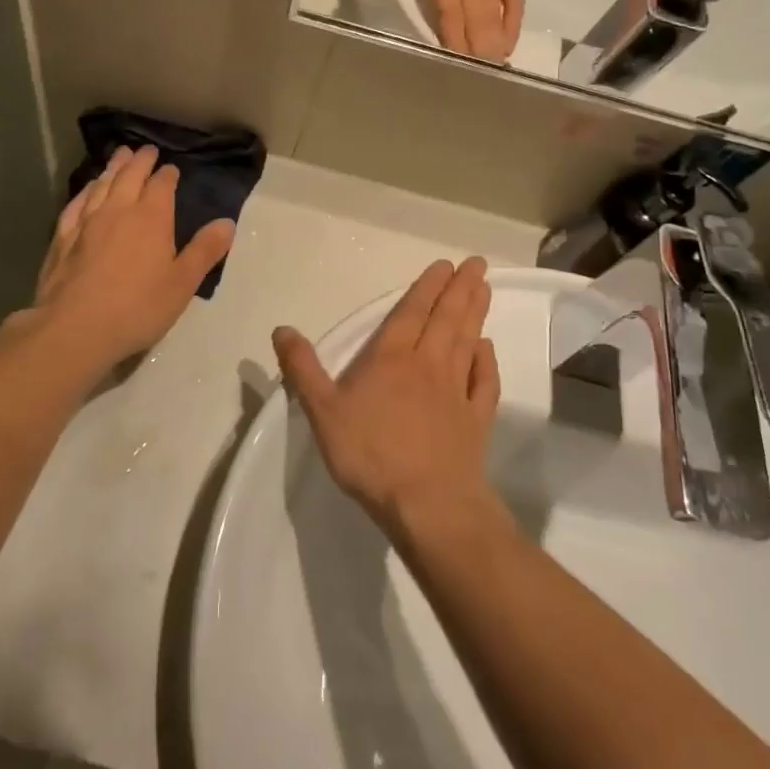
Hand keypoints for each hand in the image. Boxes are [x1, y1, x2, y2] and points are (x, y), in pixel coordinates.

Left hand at [15, 145, 234, 377]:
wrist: (75, 328)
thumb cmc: (137, 307)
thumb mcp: (182, 283)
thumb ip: (205, 250)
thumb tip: (227, 222)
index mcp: (152, 217)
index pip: (162, 185)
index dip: (168, 175)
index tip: (172, 169)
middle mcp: (118, 209)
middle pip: (130, 175)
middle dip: (141, 160)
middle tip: (147, 150)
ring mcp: (87, 221)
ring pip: (102, 184)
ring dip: (113, 167)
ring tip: (120, 155)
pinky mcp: (62, 237)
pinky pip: (76, 204)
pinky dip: (86, 190)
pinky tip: (87, 189)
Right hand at [273, 256, 500, 535]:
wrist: (428, 504)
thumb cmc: (371, 454)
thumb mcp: (322, 411)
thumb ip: (303, 369)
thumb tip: (282, 329)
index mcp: (391, 358)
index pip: (411, 313)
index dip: (427, 287)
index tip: (445, 265)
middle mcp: (428, 365)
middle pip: (446, 319)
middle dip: (460, 289)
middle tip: (477, 263)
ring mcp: (456, 392)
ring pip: (468, 341)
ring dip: (476, 313)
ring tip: (484, 288)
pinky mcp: (475, 421)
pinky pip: (484, 382)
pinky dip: (487, 362)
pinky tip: (488, 348)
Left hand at [361, 0, 525, 61]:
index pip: (447, 18)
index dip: (448, 44)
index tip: (446, 67)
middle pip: (472, 28)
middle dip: (470, 55)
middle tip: (464, 78)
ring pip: (493, 23)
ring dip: (490, 48)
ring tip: (486, 71)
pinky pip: (514, 7)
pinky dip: (511, 27)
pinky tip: (506, 45)